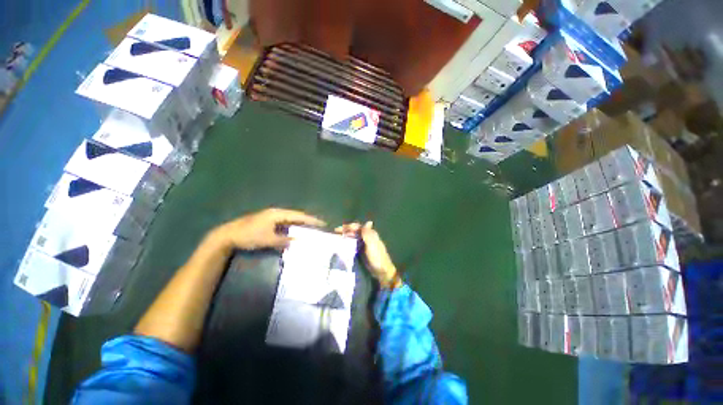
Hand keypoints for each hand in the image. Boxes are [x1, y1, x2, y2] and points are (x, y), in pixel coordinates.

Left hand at [211, 208, 325, 250]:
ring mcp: (270, 216)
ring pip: (289, 219)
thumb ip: (283, 240)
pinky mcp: (266, 221)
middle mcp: (275, 213)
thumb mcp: (268, 239)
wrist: (228, 235)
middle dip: (306, 220)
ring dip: (299, 223)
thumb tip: (296, 242)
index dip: (311, 220)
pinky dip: (291, 226)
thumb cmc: (249, 236)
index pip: (298, 216)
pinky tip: (294, 231)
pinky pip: (283, 223)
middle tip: (317, 225)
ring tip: (309, 228)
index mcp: (277, 214)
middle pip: (295, 216)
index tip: (321, 223)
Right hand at [336, 221, 400, 288]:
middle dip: (345, 231)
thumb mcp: (372, 244)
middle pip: (354, 231)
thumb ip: (368, 233)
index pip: (358, 226)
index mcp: (370, 233)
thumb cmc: (377, 257)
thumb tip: (368, 221)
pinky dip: (347, 243)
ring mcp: (364, 244)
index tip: (338, 230)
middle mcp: (367, 237)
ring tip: (335, 239)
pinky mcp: (361, 251)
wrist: (382, 272)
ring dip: (345, 237)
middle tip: (335, 233)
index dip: (348, 227)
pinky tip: (341, 246)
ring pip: (353, 237)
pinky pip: (353, 244)